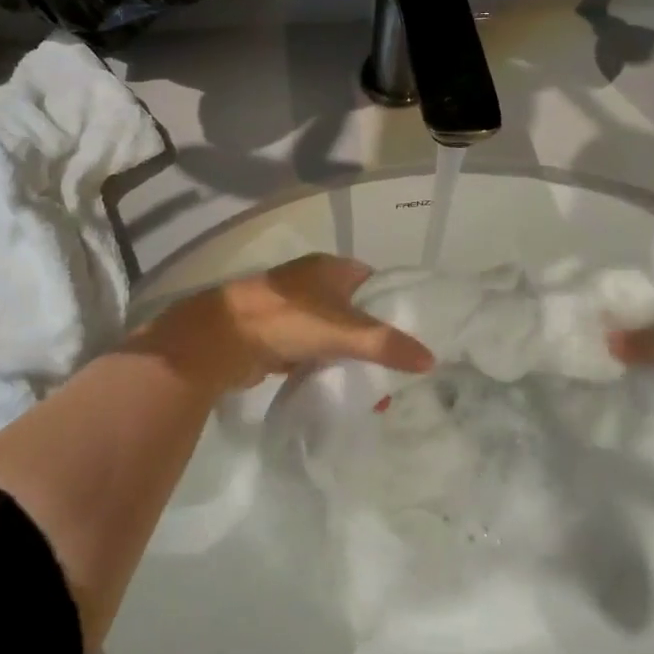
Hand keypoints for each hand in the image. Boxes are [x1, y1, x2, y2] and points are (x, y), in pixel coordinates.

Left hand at [142, 254, 434, 392]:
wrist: (223, 339)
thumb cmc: (288, 320)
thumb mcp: (345, 331)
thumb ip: (388, 345)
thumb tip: (431, 360)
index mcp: (330, 268)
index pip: (374, 281)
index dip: (393, 304)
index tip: (412, 332)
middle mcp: (311, 283)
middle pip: (354, 309)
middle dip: (373, 337)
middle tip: (395, 366)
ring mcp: (291, 309)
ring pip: (332, 332)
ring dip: (348, 355)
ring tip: (373, 384)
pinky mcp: (276, 336)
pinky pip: (311, 350)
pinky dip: (324, 365)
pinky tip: (339, 385)